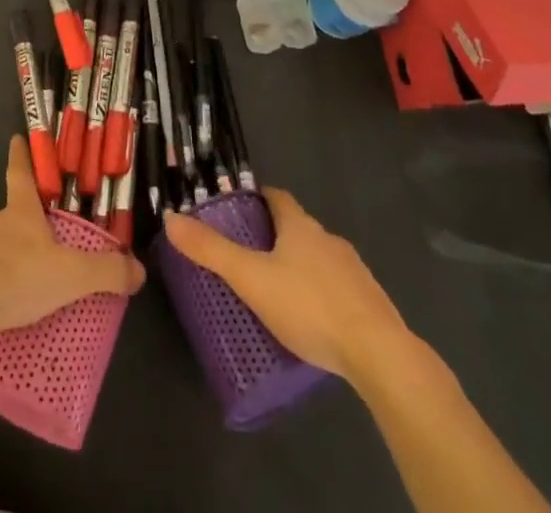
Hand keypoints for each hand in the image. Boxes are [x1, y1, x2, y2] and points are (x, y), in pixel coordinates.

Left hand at [0, 138, 145, 332]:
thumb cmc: (15, 274)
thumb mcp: (67, 275)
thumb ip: (104, 272)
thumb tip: (140, 269)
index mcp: (19, 211)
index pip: (21, 172)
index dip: (22, 154)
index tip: (17, 136)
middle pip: (7, 215)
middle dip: (19, 227)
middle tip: (36, 245)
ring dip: (0, 258)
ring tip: (16, 285)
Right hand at [162, 188, 409, 382]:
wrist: (379, 353)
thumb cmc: (309, 307)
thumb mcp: (251, 279)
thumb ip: (212, 251)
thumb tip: (171, 219)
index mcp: (300, 226)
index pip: (277, 197)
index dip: (258, 199)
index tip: (240, 210)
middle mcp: (328, 239)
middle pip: (298, 227)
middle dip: (275, 237)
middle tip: (249, 256)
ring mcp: (354, 270)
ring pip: (319, 258)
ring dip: (300, 267)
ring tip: (277, 293)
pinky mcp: (370, 303)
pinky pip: (338, 288)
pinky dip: (321, 295)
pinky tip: (311, 322)